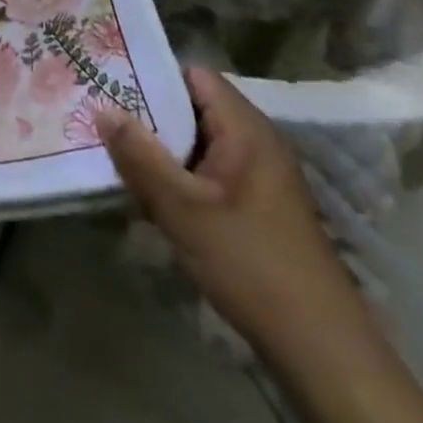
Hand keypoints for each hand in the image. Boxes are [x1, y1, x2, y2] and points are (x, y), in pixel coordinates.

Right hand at [106, 71, 422, 422]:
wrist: (321, 349)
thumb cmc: (250, 263)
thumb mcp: (183, 208)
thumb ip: (140, 155)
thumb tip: (101, 108)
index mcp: (246, 128)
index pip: (193, 74)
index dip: (151, 74)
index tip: (110, 82)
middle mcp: (257, 140)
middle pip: (194, 106)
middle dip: (149, 113)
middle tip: (103, 116)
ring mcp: (261, 174)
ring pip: (200, 141)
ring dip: (163, 147)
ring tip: (117, 151)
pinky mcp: (259, 204)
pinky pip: (211, 169)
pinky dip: (181, 173)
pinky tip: (152, 193)